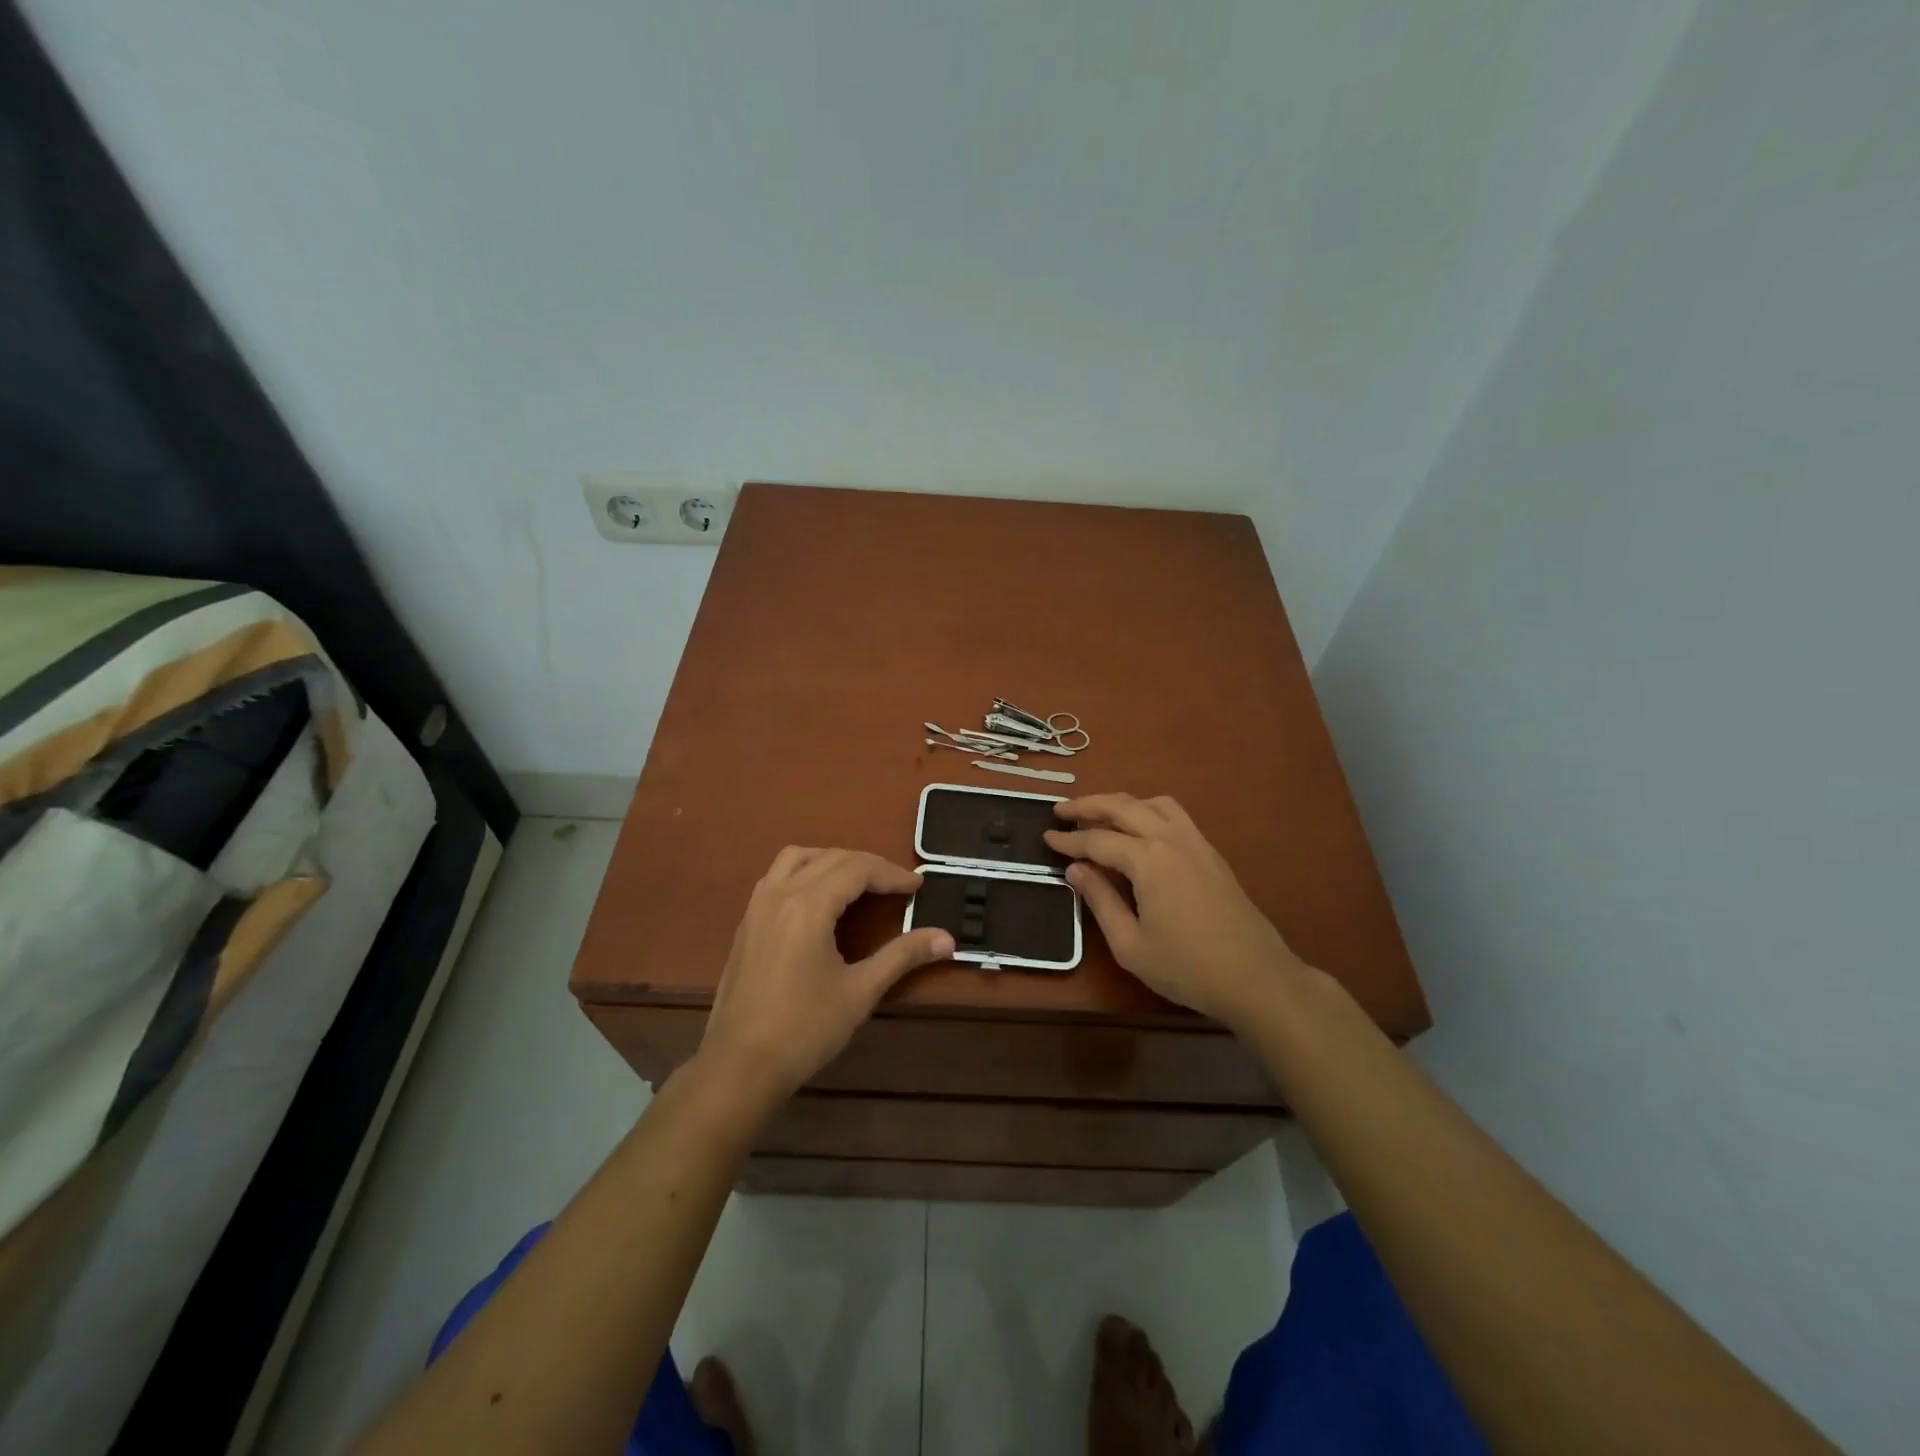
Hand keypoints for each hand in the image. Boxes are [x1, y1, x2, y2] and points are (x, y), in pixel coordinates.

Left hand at [698, 847, 953, 1108]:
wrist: (739, 1066)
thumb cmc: (804, 1029)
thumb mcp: (860, 992)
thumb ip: (902, 956)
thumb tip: (947, 939)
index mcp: (809, 905)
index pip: (858, 869)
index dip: (892, 874)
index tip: (918, 887)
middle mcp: (780, 893)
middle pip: (830, 858)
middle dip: (868, 865)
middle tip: (897, 886)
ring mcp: (757, 906)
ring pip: (797, 857)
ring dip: (832, 860)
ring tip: (858, 882)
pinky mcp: (746, 922)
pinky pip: (777, 876)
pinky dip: (805, 872)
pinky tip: (819, 901)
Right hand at [1044, 795, 1306, 1029]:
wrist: (1256, 978)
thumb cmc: (1187, 968)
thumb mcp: (1130, 944)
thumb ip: (1100, 900)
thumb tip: (1075, 870)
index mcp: (1148, 860)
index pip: (1098, 840)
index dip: (1069, 840)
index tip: (1045, 837)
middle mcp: (1171, 839)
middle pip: (1123, 806)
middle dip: (1088, 805)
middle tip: (1061, 812)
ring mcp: (1196, 842)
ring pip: (1153, 803)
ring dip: (1122, 803)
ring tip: (1099, 817)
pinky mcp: (1211, 853)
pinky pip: (1174, 815)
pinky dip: (1148, 811)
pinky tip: (1139, 831)